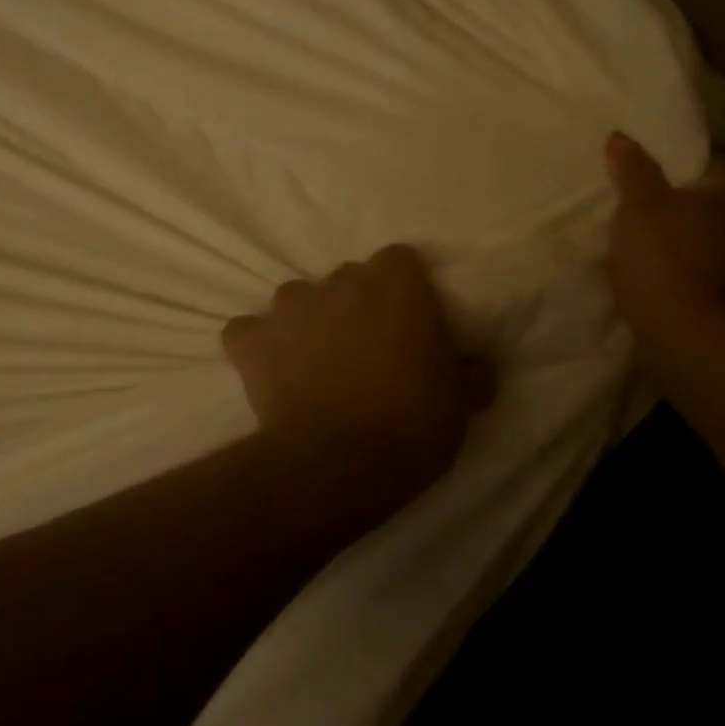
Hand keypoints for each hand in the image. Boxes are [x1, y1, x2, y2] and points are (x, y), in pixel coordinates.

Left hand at [222, 245, 488, 522]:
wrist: (339, 464)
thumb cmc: (411, 426)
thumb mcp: (461, 403)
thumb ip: (470, 372)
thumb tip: (476, 366)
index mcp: (395, 284)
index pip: (399, 261)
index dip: (403, 290)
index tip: (407, 323)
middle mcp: (339, 281)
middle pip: (347, 280)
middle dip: (354, 306)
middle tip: (363, 351)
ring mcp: (289, 306)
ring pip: (297, 301)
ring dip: (306, 323)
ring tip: (314, 365)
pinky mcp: (251, 339)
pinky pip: (248, 332)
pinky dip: (257, 347)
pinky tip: (268, 372)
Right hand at [603, 132, 724, 344]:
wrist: (694, 338)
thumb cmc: (666, 259)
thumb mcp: (638, 207)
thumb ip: (633, 170)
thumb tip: (621, 136)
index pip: (713, 163)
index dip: (680, 169)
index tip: (651, 181)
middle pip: (721, 203)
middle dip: (691, 208)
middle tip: (649, 215)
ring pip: (722, 240)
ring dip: (696, 243)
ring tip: (656, 250)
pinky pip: (720, 273)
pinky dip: (700, 274)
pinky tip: (671, 281)